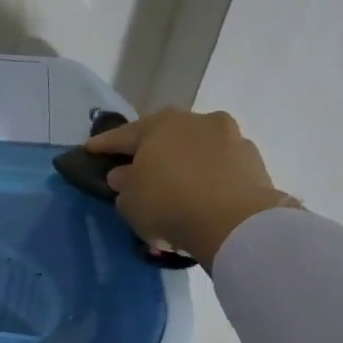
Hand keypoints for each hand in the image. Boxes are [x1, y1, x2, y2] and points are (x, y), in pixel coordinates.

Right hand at [87, 109, 298, 269]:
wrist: (235, 222)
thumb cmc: (168, 204)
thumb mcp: (129, 201)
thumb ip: (123, 183)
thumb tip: (125, 174)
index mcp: (158, 125)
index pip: (122, 135)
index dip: (103, 145)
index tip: (90, 150)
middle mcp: (194, 120)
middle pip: (164, 135)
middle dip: (150, 149)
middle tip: (137, 165)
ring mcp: (229, 136)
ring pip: (196, 147)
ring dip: (184, 160)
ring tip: (177, 182)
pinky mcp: (253, 158)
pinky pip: (220, 165)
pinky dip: (209, 174)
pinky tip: (204, 192)